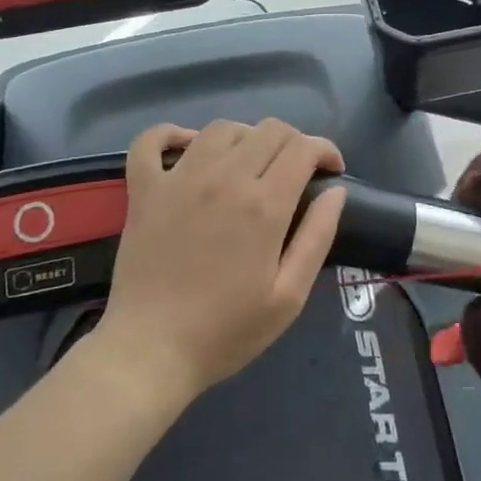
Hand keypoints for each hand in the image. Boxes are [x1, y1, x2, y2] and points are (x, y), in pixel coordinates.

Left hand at [94, 120, 346, 405]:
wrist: (150, 352)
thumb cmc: (226, 331)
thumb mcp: (289, 297)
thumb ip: (317, 237)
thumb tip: (335, 191)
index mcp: (263, 204)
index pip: (303, 148)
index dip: (325, 150)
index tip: (331, 171)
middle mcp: (223, 177)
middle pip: (268, 130)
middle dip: (294, 142)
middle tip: (296, 171)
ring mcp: (179, 179)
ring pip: (222, 128)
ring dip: (246, 137)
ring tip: (250, 163)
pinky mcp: (145, 189)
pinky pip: (152, 140)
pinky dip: (171, 134)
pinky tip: (188, 146)